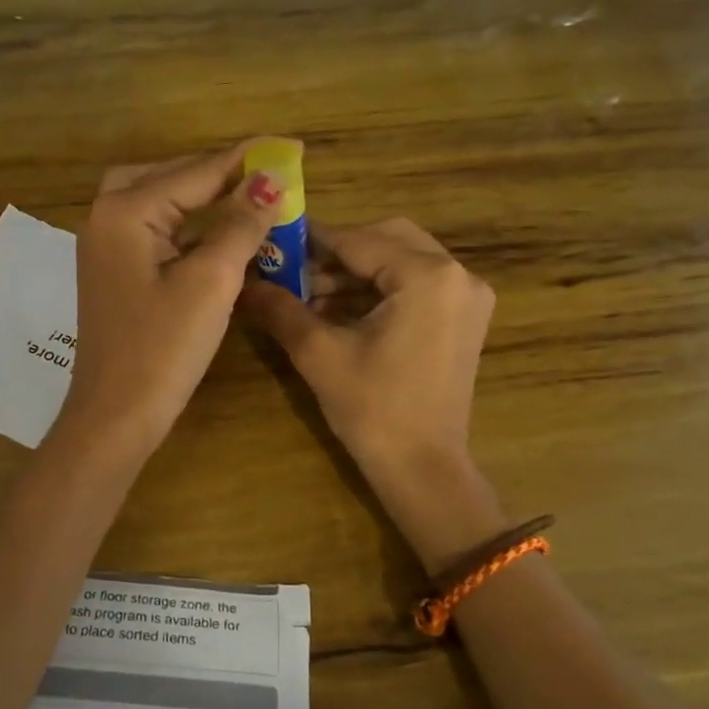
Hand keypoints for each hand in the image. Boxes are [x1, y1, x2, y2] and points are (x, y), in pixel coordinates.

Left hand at [57, 141, 284, 459]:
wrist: (116, 416)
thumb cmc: (162, 349)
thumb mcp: (210, 282)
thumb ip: (240, 224)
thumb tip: (270, 179)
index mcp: (126, 211)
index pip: (196, 171)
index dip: (248, 158)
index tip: (294, 145)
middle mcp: (108, 217)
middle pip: (171, 176)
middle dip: (220, 171)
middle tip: (268, 173)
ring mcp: (107, 246)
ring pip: (161, 201)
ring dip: (203, 196)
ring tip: (250, 195)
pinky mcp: (116, 271)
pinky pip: (156, 231)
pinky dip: (189, 225)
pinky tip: (219, 232)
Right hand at [240, 218, 504, 569]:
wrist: (422, 469)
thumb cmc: (373, 409)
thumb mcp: (319, 353)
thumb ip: (280, 307)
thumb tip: (242, 282)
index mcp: (428, 276)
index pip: (359, 240)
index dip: (311, 241)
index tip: (273, 241)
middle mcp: (458, 275)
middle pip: (387, 240)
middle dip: (337, 253)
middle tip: (294, 271)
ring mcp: (467, 297)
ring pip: (400, 262)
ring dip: (355, 273)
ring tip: (307, 297)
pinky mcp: (463, 318)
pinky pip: (415, 285)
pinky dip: (377, 291)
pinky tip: (337, 312)